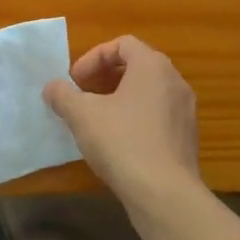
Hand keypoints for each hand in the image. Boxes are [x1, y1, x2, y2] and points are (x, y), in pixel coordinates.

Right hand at [44, 36, 199, 207]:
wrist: (165, 195)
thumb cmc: (122, 143)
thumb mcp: (82, 116)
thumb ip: (63, 95)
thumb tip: (52, 87)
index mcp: (152, 66)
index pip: (122, 44)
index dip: (93, 58)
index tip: (75, 81)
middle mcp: (175, 81)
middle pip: (137, 66)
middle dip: (106, 77)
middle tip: (84, 96)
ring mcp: (185, 111)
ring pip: (149, 92)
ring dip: (121, 99)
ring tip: (97, 120)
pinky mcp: (187, 138)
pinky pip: (159, 116)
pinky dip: (137, 119)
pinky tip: (118, 144)